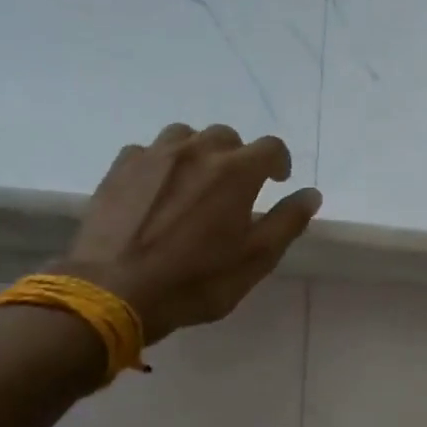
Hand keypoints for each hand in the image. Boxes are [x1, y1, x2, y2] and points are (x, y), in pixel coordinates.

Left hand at [58, 124, 322, 345]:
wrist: (116, 290)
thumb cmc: (196, 280)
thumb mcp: (255, 259)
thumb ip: (287, 222)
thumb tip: (311, 194)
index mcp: (236, 172)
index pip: (271, 147)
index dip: (280, 162)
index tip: (278, 181)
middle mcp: (197, 151)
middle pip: (226, 136)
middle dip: (238, 157)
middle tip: (235, 188)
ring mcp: (154, 155)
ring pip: (185, 136)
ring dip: (198, 153)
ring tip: (195, 183)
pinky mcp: (120, 168)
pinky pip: (148, 152)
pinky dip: (161, 164)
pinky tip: (157, 191)